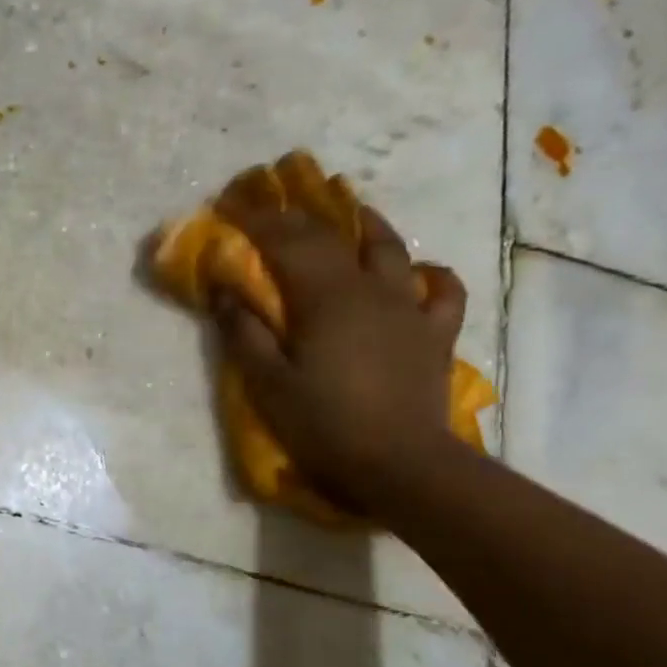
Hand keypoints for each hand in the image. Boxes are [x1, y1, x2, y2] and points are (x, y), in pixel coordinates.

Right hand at [211, 188, 467, 511]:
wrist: (398, 464)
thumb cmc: (322, 423)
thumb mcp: (266, 382)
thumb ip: (244, 331)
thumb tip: (225, 289)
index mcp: (324, 297)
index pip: (286, 241)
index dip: (256, 219)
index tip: (229, 204)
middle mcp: (369, 288)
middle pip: (331, 237)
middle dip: (295, 216)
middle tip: (270, 202)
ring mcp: (408, 308)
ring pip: (390, 249)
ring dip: (365, 224)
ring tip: (349, 211)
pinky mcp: (434, 333)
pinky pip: (441, 291)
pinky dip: (429, 274)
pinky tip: (418, 272)